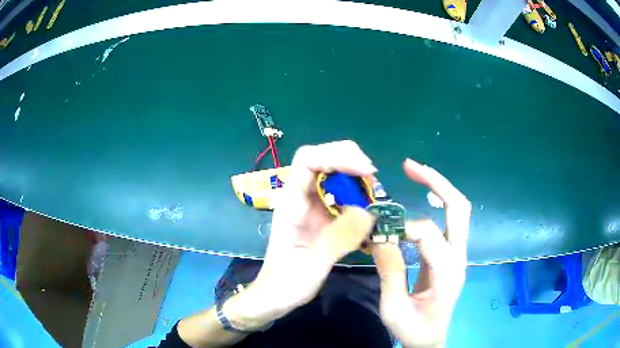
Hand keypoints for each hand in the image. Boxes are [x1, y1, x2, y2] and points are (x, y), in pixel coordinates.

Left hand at [230, 140, 377, 326]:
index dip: (337, 156)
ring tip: (375, 196)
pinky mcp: (321, 217)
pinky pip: (341, 196)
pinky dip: (358, 197)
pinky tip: (369, 211)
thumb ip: (338, 239)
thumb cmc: (285, 284)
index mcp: (291, 203)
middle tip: (374, 183)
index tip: (366, 172)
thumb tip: (368, 211)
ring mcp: (311, 206)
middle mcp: (300, 197)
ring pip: (334, 175)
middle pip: (323, 159)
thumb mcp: (311, 266)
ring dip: (357, 179)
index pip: (308, 160)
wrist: (273, 298)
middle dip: (351, 162)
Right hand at [372, 159, 471, 347]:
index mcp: (447, 273)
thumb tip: (380, 237)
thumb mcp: (394, 308)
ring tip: (414, 172)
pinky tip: (422, 195)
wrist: (431, 338)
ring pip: (458, 209)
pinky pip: (449, 220)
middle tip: (410, 166)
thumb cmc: (413, 328)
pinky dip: (436, 201)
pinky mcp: (451, 254)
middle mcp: (458, 257)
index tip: (380, 237)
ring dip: (438, 187)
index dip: (403, 229)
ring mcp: (457, 253)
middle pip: (459, 208)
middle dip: (437, 182)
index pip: (429, 234)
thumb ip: (389, 273)